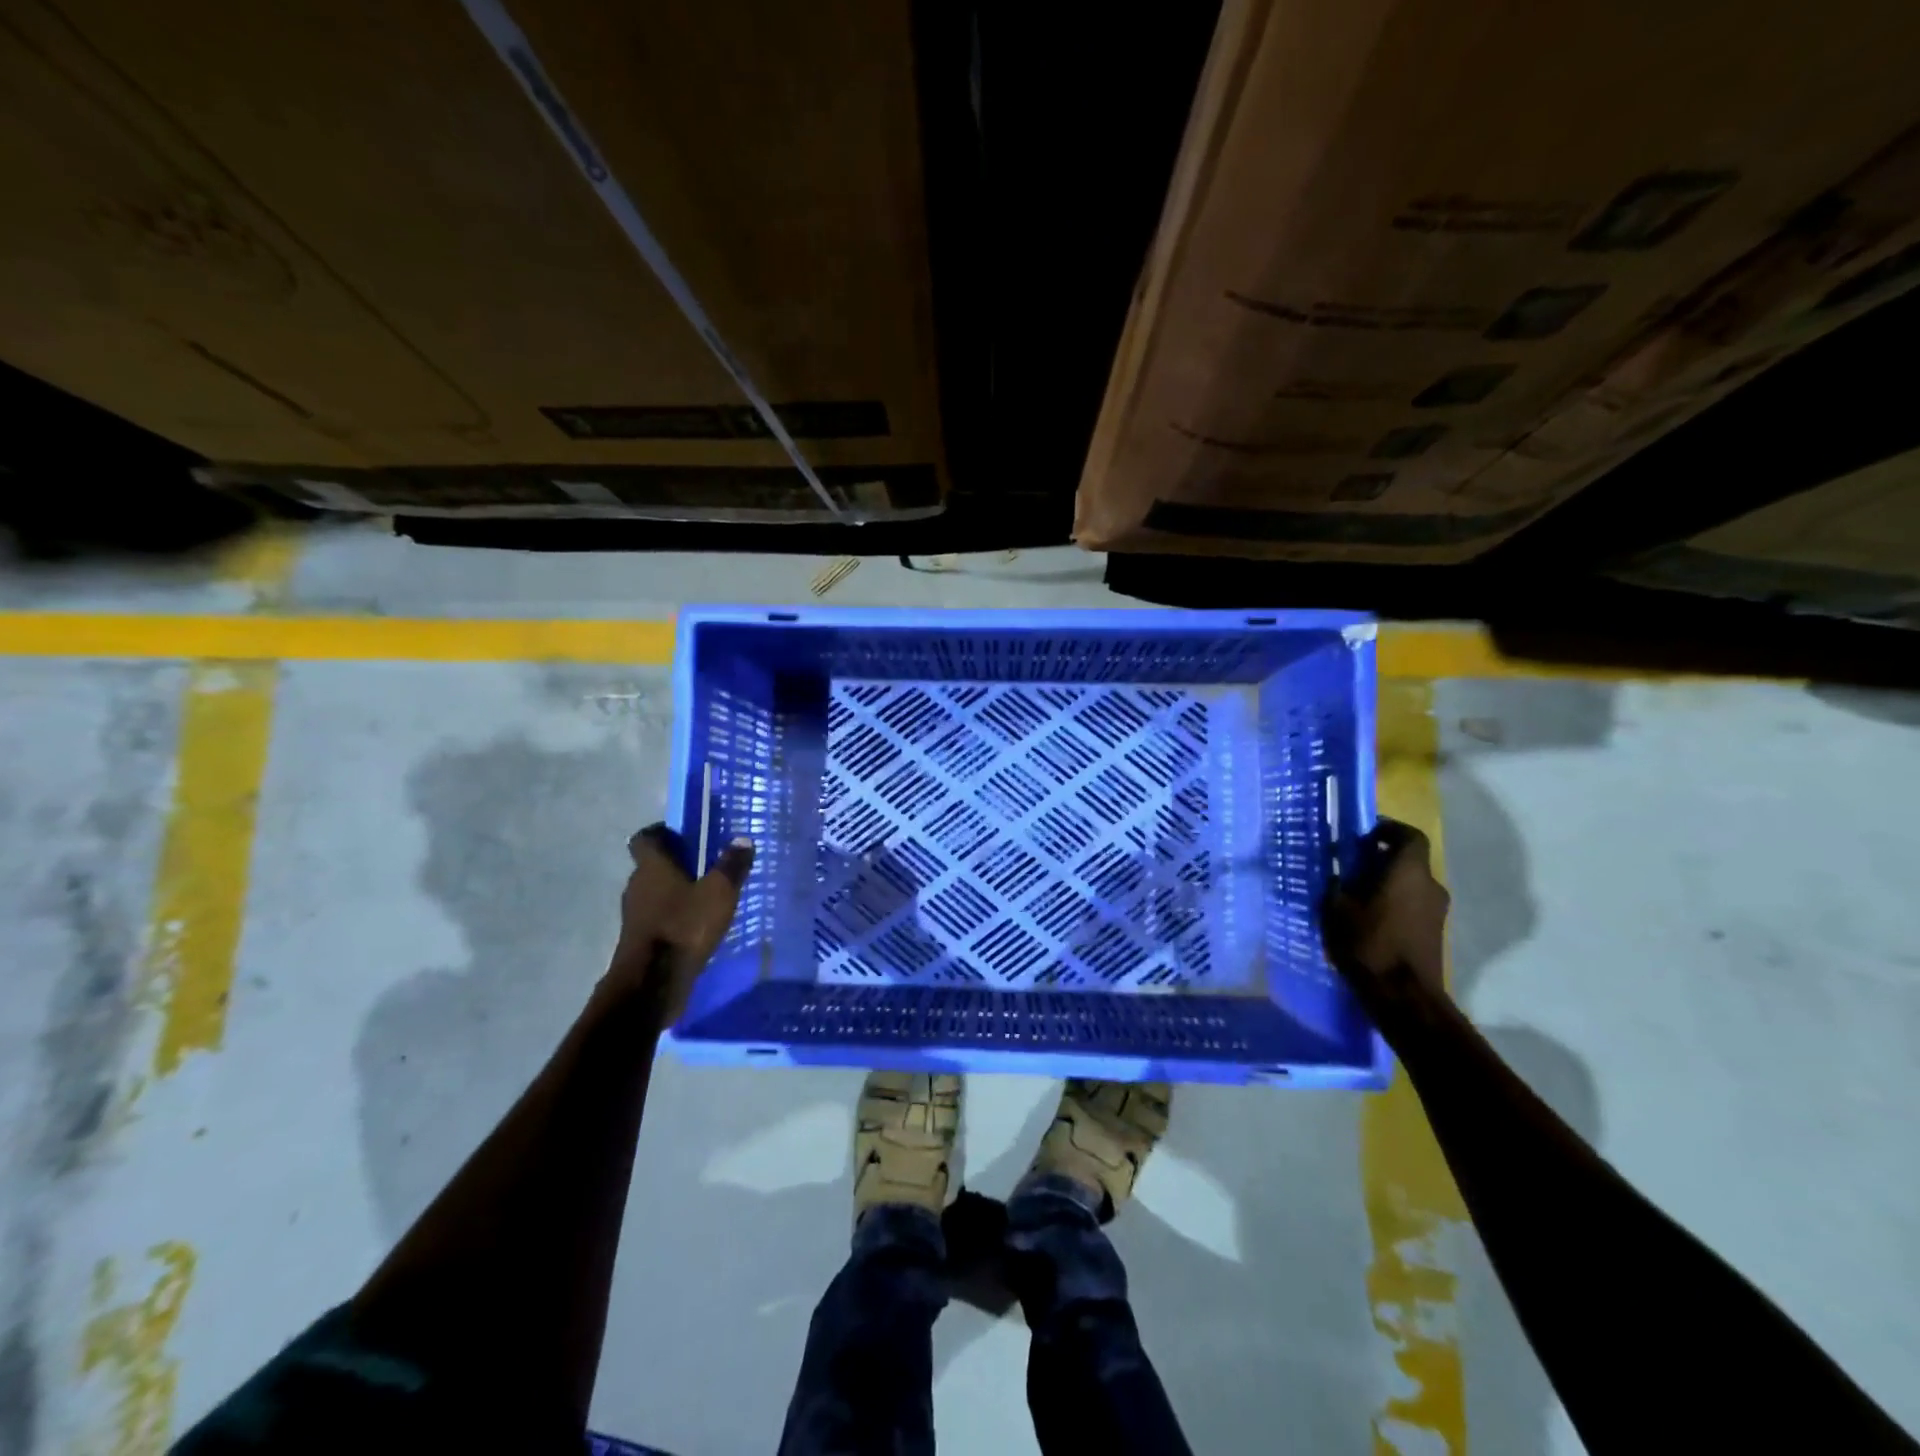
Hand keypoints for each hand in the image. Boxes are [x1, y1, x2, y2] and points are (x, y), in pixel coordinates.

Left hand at [606, 823, 753, 1023]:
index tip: (685, 836)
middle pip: (652, 866)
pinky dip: (674, 917)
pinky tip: (698, 926)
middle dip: (676, 864)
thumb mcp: (719, 894)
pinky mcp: (639, 940)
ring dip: (676, 892)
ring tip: (707, 896)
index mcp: (652, 867)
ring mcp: (635, 915)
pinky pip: (658, 918)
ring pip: (655, 893)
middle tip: (707, 865)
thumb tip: (742, 839)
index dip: (662, 833)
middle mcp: (637, 886)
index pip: (645, 838)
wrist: (651, 985)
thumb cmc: (684, 928)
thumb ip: (731, 866)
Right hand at [1322, 818, 1449, 1004]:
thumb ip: (1336, 884)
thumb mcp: (1337, 908)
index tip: (1364, 835)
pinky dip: (1394, 903)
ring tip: (1356, 895)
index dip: (1388, 829)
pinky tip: (1369, 919)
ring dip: (1387, 883)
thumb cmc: (1369, 942)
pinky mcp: (1435, 932)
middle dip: (1381, 859)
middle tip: (1351, 867)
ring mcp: (1437, 911)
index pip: (1409, 835)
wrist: (1404, 995)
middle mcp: (1430, 885)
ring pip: (1410, 884)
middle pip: (1408, 860)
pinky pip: (1413, 905)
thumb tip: (1335, 872)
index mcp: (1408, 871)